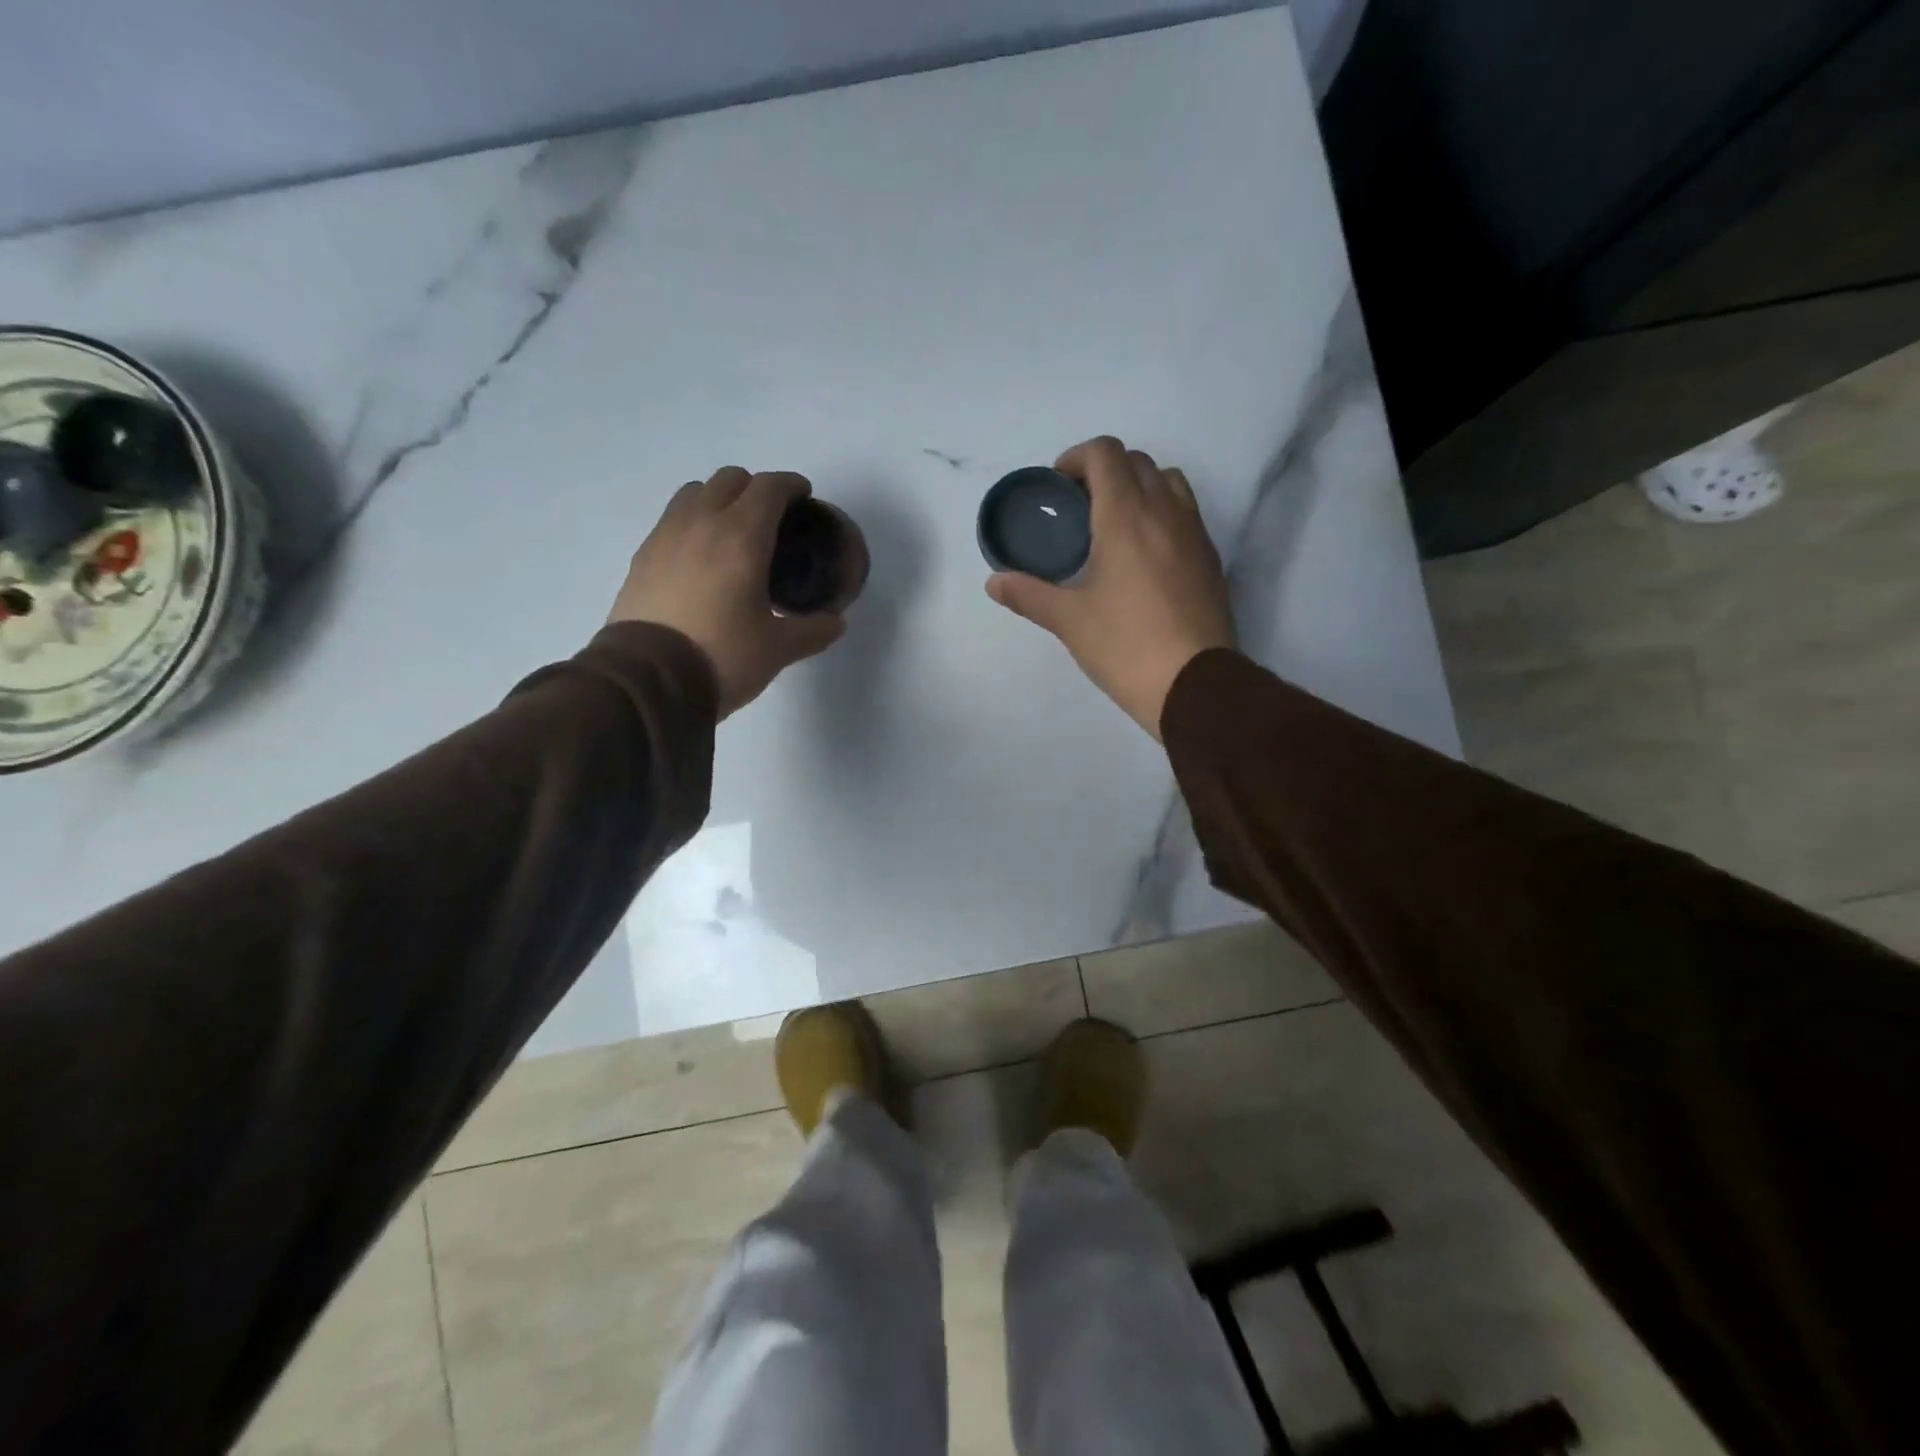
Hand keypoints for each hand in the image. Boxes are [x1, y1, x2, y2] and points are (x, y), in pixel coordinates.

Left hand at [609, 467, 845, 716]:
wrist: (647, 680)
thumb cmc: (722, 656)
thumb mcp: (778, 649)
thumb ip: (812, 630)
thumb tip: (835, 623)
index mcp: (741, 537)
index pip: (769, 488)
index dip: (791, 486)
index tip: (804, 497)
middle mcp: (701, 523)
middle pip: (730, 479)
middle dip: (755, 489)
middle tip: (771, 519)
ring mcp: (665, 536)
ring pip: (694, 492)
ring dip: (718, 499)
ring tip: (732, 532)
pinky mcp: (642, 557)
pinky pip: (671, 520)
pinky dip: (692, 523)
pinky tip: (700, 558)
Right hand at [987, 436, 1234, 738]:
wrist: (1194, 685)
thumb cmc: (1125, 646)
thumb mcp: (1069, 620)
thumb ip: (1028, 594)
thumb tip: (994, 582)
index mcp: (1126, 516)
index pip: (1106, 453)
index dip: (1077, 458)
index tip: (1058, 487)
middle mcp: (1165, 512)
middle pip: (1138, 461)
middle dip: (1105, 471)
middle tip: (1079, 507)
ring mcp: (1194, 534)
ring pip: (1169, 482)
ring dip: (1139, 486)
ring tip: (1115, 525)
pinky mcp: (1211, 559)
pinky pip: (1186, 514)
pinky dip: (1162, 514)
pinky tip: (1144, 556)